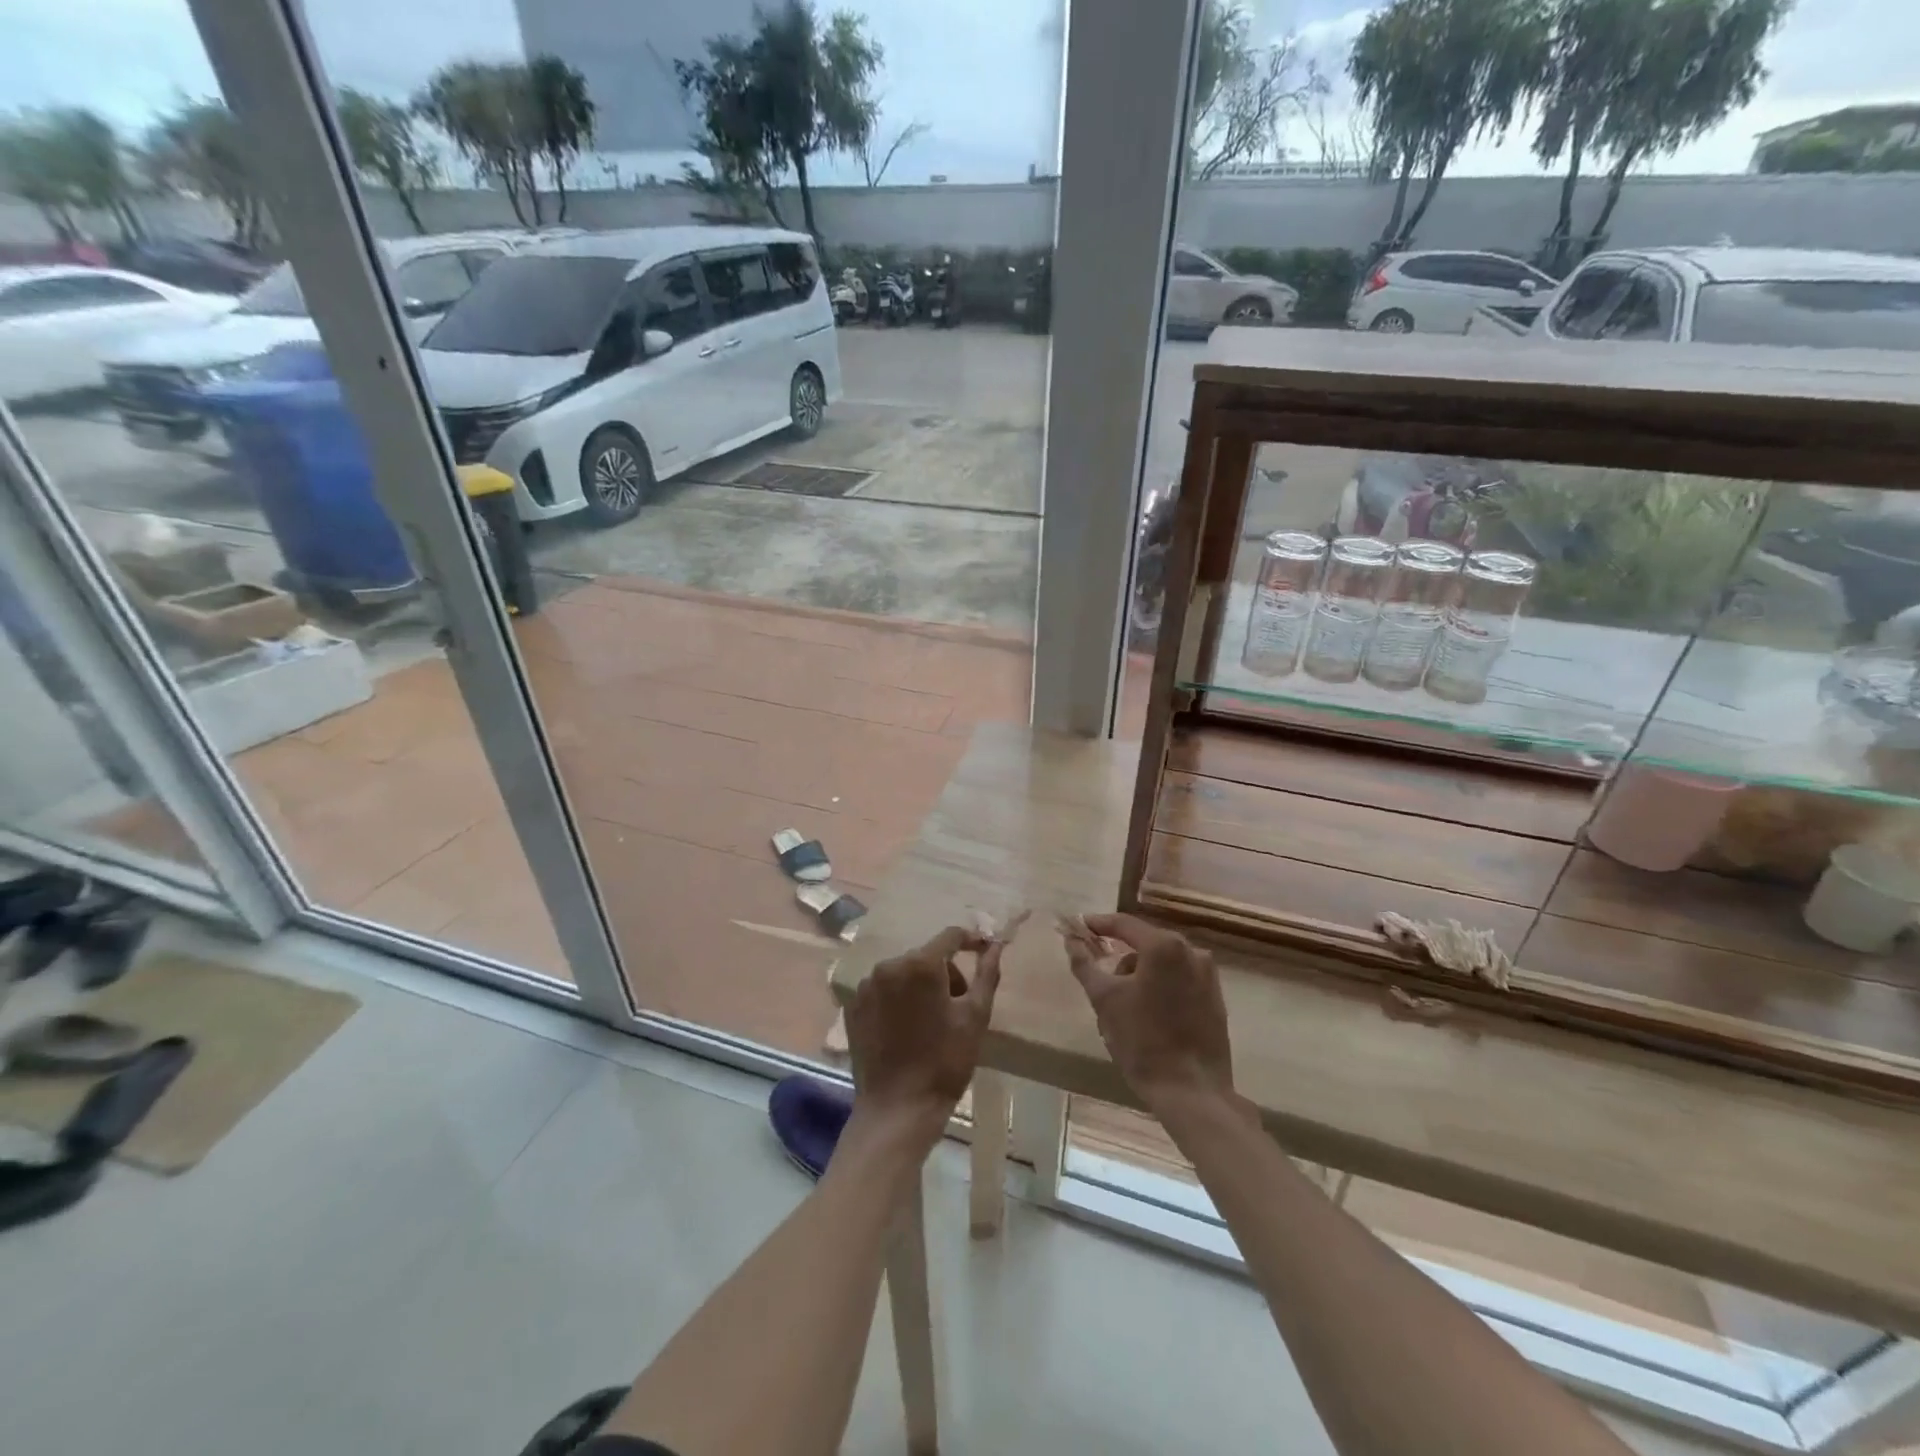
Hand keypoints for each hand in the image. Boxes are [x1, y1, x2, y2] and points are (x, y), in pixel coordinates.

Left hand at [846, 926, 1002, 1131]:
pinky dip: (898, 1000)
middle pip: (926, 956)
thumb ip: (987, 974)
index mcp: (920, 964)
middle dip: (946, 973)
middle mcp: (889, 965)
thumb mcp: (975, 1017)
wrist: (898, 1109)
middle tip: (959, 1006)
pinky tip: (906, 1030)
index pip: (950, 936)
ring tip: (932, 1022)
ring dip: (921, 986)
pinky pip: (884, 990)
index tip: (984, 952)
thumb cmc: (944, 1062)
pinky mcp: (854, 1006)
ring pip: (904, 973)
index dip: (970, 940)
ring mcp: (866, 986)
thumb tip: (995, 945)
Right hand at [1061, 913, 1234, 1111]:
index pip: (1124, 924)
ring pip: (1164, 963)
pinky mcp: (1216, 998)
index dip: (1099, 924)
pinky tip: (1151, 1015)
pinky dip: (1162, 987)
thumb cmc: (1142, 1041)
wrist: (1191, 1092)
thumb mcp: (1104, 1000)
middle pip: (1146, 943)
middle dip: (1121, 957)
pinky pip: (1180, 980)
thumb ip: (1084, 964)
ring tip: (1126, 1007)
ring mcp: (1208, 976)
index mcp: (1164, 947)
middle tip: (1101, 980)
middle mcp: (1192, 952)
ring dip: (1142, 975)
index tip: (1080, 927)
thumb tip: (1071, 940)